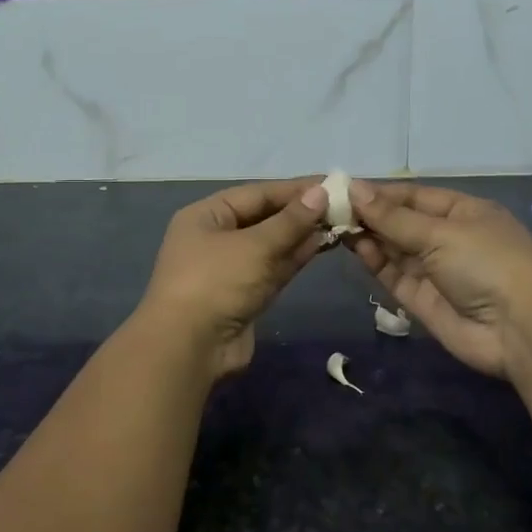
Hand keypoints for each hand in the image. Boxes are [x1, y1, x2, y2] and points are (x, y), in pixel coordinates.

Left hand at [137, 178, 326, 377]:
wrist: (189, 348)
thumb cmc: (216, 283)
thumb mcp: (255, 246)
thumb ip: (290, 221)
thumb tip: (320, 193)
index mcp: (206, 216)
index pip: (256, 193)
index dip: (293, 189)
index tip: (332, 184)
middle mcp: (216, 238)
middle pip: (263, 218)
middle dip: (299, 212)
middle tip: (342, 205)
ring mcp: (230, 269)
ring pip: (271, 244)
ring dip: (301, 234)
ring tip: (338, 222)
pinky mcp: (244, 295)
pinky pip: (273, 268)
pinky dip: (295, 257)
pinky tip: (322, 245)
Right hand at [349, 181, 531, 377]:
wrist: (519, 330)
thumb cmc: (487, 263)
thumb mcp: (441, 232)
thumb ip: (393, 216)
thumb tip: (354, 189)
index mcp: (463, 211)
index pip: (413, 196)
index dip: (380, 192)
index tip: (343, 189)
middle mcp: (448, 238)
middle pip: (401, 222)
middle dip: (370, 214)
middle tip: (330, 208)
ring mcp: (435, 270)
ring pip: (394, 248)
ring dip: (368, 236)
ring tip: (335, 224)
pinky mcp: (422, 300)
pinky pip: (394, 275)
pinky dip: (375, 261)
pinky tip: (355, 246)